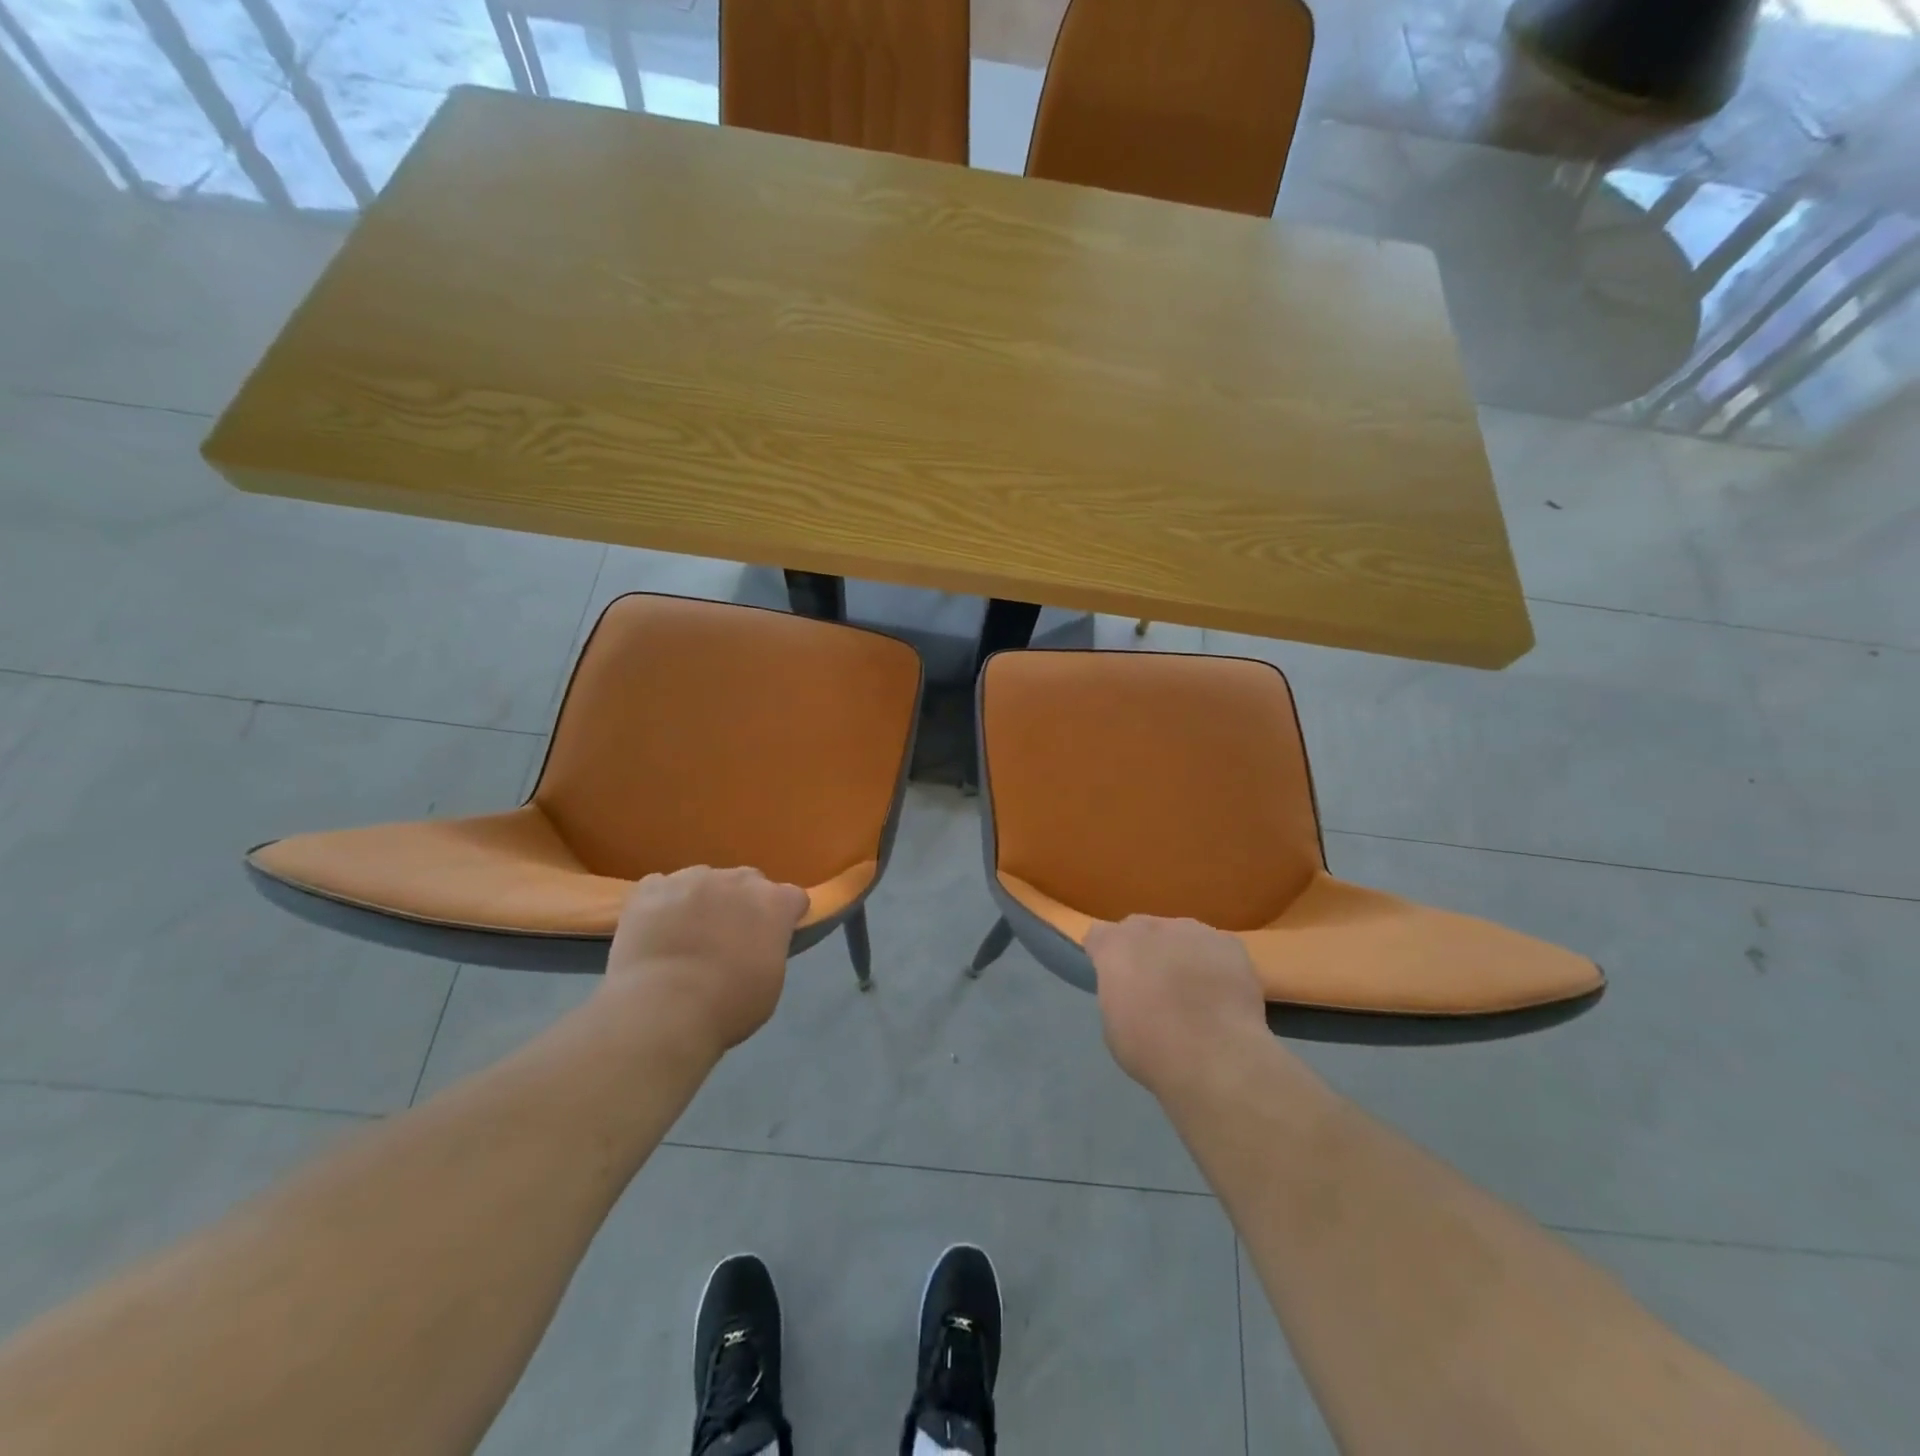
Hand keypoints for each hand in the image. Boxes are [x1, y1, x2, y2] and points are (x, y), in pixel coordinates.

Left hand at [600, 866, 808, 1060]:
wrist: (660, 1009)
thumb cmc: (727, 1005)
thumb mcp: (770, 983)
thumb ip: (769, 950)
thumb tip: (758, 946)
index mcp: (773, 902)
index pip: (792, 897)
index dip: (785, 916)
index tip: (776, 937)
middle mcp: (737, 880)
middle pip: (748, 881)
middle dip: (743, 902)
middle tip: (729, 937)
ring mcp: (692, 879)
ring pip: (703, 880)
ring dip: (702, 900)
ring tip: (685, 934)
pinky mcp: (651, 888)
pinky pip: (661, 887)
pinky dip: (661, 904)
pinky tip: (654, 930)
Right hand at [1086, 916, 1269, 1095]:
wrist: (1218, 1059)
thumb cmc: (1153, 1050)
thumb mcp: (1114, 1026)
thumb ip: (1117, 993)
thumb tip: (1130, 990)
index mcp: (1116, 946)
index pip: (1099, 935)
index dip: (1104, 955)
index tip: (1113, 978)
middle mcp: (1152, 928)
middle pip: (1141, 929)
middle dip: (1143, 951)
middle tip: (1154, 987)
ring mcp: (1194, 931)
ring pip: (1180, 936)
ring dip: (1180, 955)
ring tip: (1194, 992)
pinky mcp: (1229, 944)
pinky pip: (1215, 948)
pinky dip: (1214, 965)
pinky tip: (1222, 994)